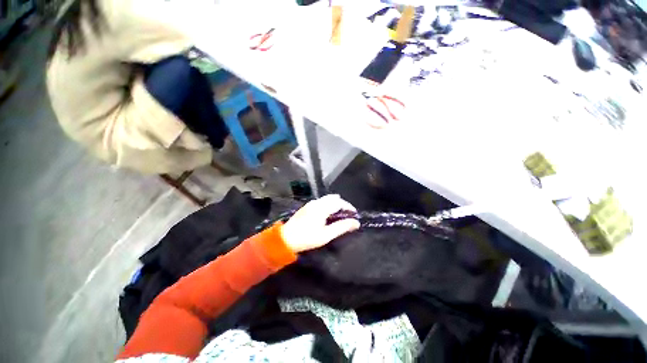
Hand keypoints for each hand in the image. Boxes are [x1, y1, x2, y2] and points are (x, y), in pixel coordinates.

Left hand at [280, 195, 359, 252]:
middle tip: (348, 215)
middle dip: (343, 204)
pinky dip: (329, 205)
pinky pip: (322, 201)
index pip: (339, 202)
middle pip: (334, 198)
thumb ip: (342, 227)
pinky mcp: (307, 206)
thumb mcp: (326, 235)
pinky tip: (329, 215)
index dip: (349, 207)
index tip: (355, 214)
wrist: (286, 238)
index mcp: (322, 207)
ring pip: (327, 199)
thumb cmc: (307, 238)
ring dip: (336, 204)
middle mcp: (316, 202)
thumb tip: (356, 223)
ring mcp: (311, 203)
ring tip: (340, 215)